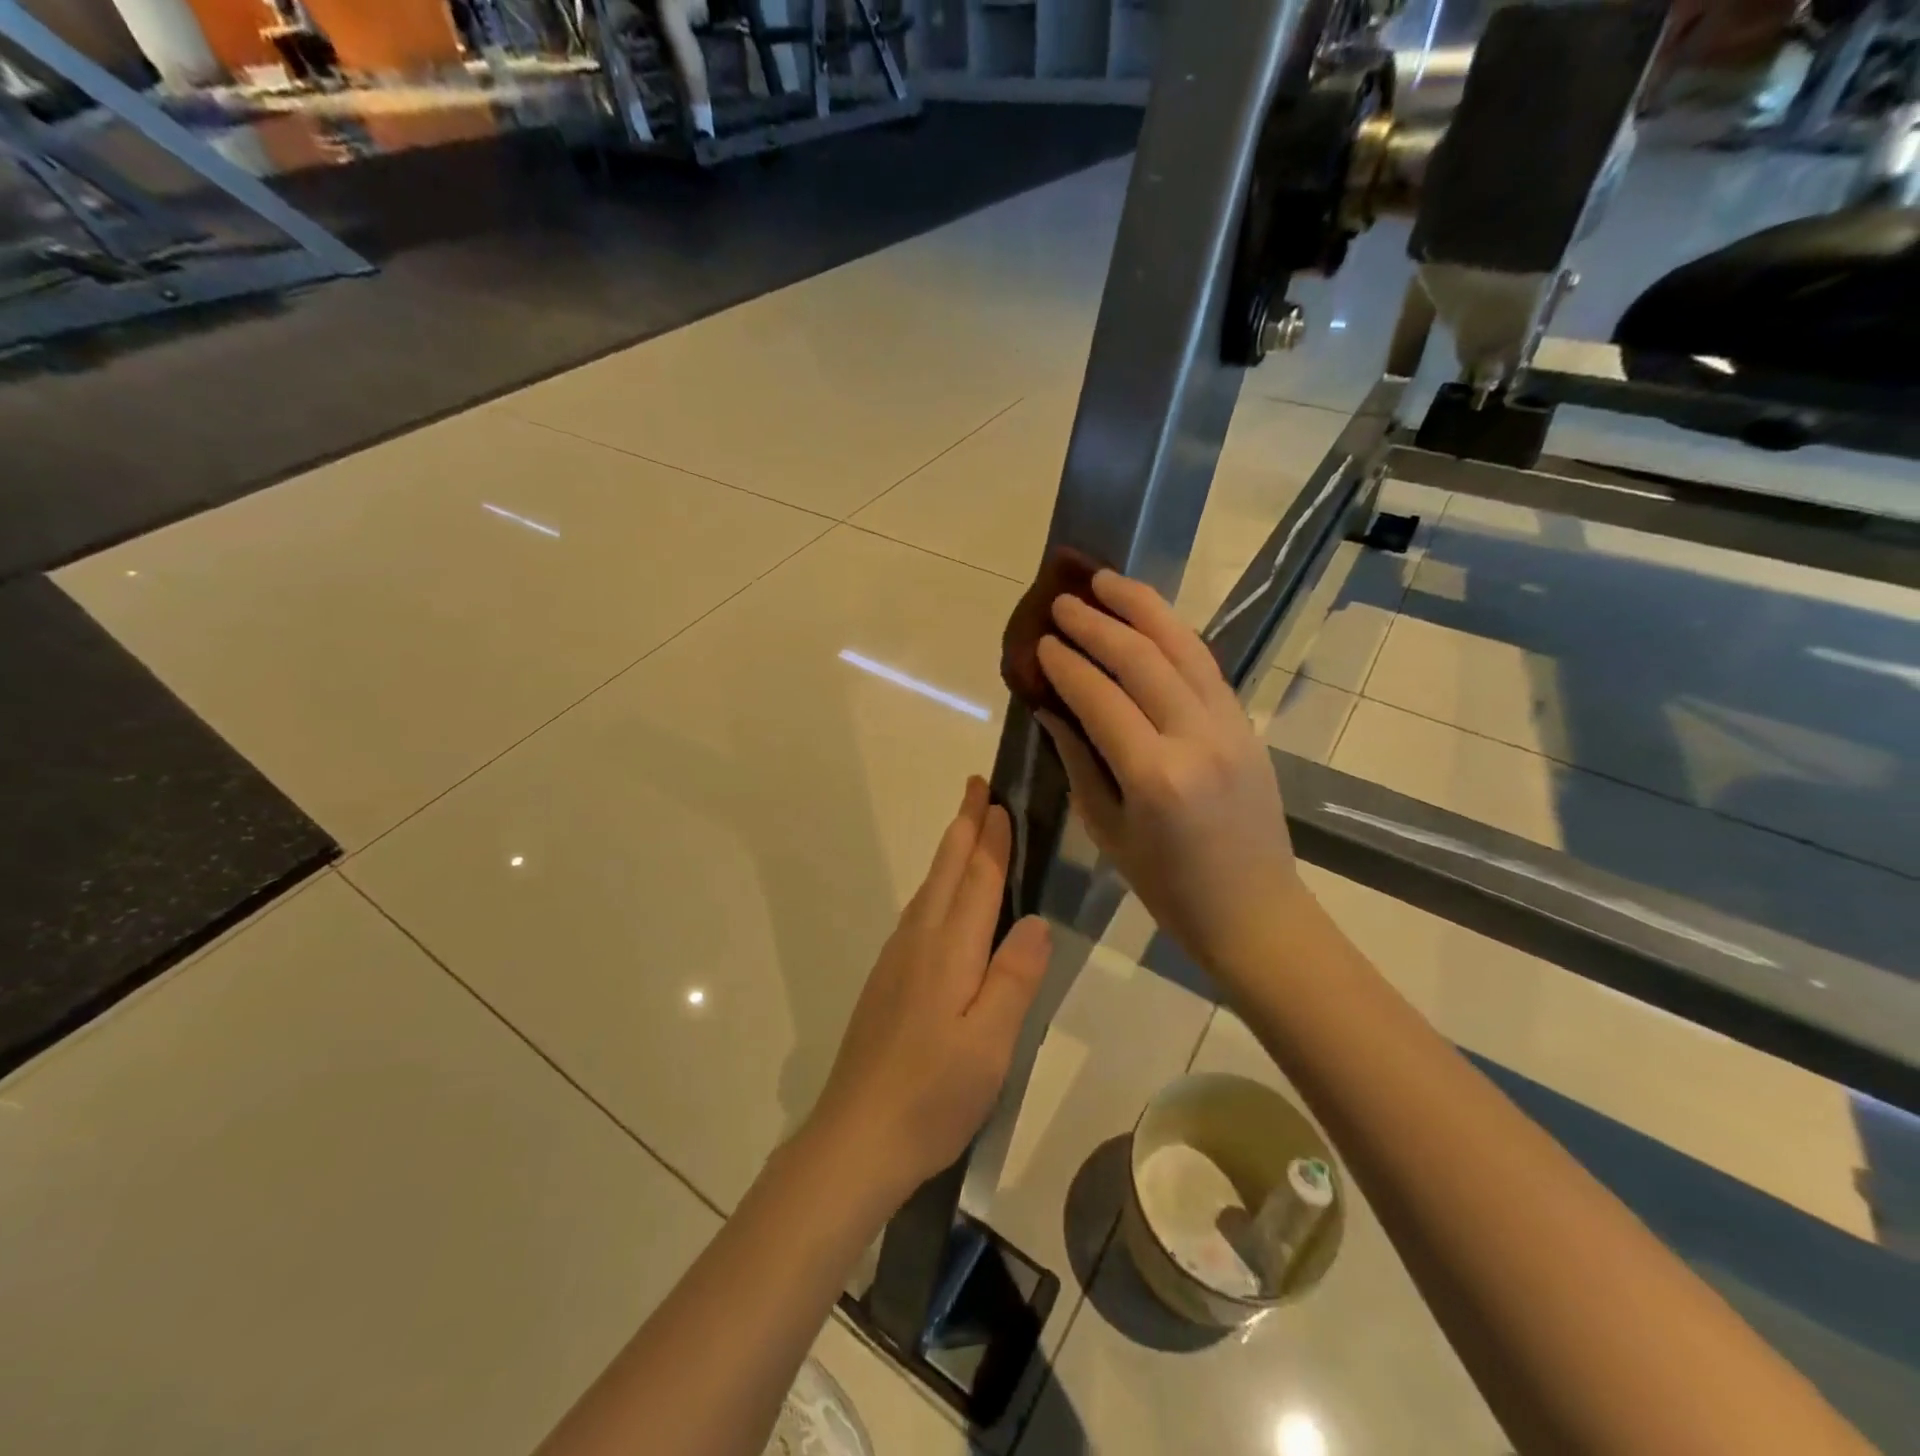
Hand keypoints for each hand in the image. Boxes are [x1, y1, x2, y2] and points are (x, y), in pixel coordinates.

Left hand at [806, 777, 1051, 1203]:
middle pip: (945, 872)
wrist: (856, 1138)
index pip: (977, 880)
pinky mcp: (886, 983)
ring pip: (928, 891)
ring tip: (965, 830)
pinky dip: (935, 888)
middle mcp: (918, 943)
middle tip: (976, 787)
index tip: (999, 800)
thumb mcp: (990, 1042)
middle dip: (963, 826)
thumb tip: (1034, 919)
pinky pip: (917, 916)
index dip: (991, 839)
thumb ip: (1014, 977)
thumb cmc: (934, 1094)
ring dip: (949, 854)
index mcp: (949, 951)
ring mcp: (896, 962)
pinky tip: (940, 902)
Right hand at [1034, 570, 1304, 982]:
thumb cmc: (1168, 886)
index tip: (1040, 642)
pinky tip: (1149, 619)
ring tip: (1107, 581)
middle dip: (1097, 623)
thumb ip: (1078, 759)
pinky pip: (1206, 666)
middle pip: (1142, 659)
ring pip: (1183, 648)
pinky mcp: (1246, 724)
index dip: (1066, 664)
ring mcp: (1230, 726)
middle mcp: (1196, 738)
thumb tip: (1050, 705)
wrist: (1253, 910)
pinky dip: (1174, 634)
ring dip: (1142, 608)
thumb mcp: (1107, 829)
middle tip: (1063, 602)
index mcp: (1154, 776)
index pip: (1100, 698)